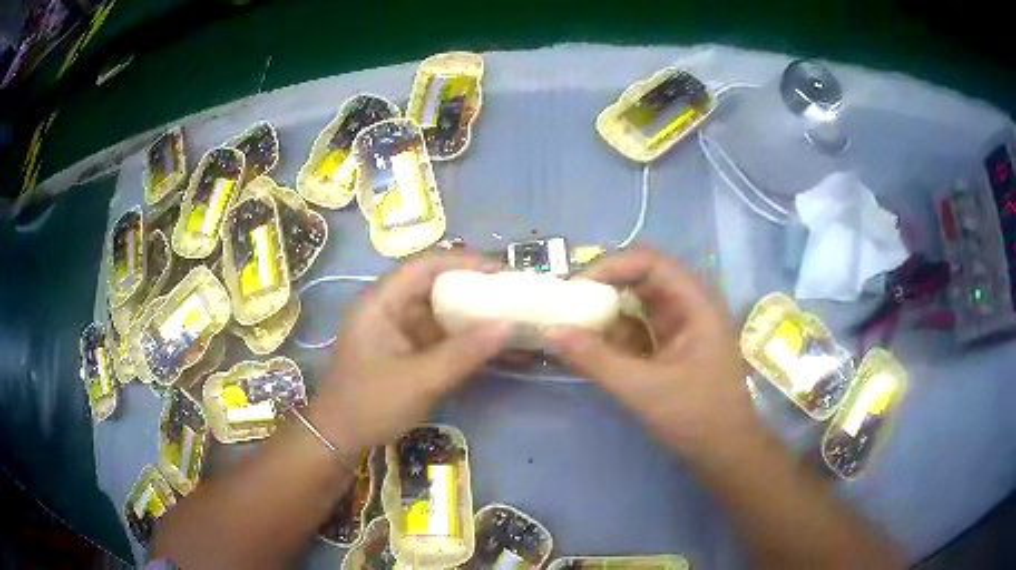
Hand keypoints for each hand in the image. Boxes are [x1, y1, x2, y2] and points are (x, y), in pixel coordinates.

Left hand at [309, 252, 509, 456]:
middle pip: (436, 285)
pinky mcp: (408, 350)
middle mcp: (390, 308)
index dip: (465, 262)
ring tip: (513, 316)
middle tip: (514, 293)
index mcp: (381, 302)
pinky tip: (495, 347)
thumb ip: (463, 353)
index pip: (425, 266)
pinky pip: (442, 337)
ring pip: (442, 311)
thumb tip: (508, 325)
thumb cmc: (370, 404)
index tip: (503, 271)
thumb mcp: (419, 380)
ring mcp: (399, 330)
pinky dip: (467, 340)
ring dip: (475, 315)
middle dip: (476, 287)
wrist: (341, 439)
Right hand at [544, 247, 757, 460]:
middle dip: (602, 288)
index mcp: (695, 303)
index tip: (575, 287)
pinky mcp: (670, 347)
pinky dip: (612, 336)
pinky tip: (588, 348)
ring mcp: (680, 327)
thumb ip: (596, 359)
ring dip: (605, 313)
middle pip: (641, 278)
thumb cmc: (695, 416)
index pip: (650, 262)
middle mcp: (689, 306)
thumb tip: (550, 331)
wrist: (724, 451)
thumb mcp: (642, 389)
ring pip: (636, 304)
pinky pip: (637, 329)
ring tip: (570, 325)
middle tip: (565, 304)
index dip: (610, 265)